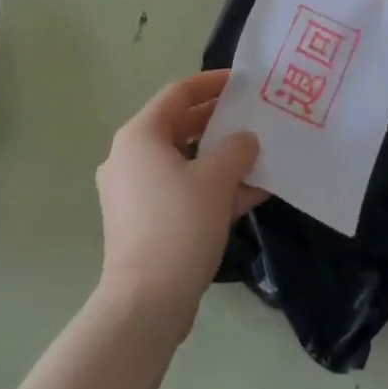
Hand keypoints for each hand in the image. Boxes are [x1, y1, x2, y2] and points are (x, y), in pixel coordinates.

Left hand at [95, 70, 264, 333]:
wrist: (144, 306)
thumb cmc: (179, 225)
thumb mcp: (217, 179)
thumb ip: (237, 149)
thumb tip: (246, 140)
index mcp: (140, 135)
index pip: (178, 94)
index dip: (210, 83)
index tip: (240, 82)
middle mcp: (130, 157)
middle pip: (179, 126)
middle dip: (218, 122)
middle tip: (252, 117)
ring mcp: (133, 192)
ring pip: (183, 161)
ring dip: (219, 158)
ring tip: (257, 156)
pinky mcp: (142, 223)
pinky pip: (180, 191)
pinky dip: (210, 188)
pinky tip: (250, 194)